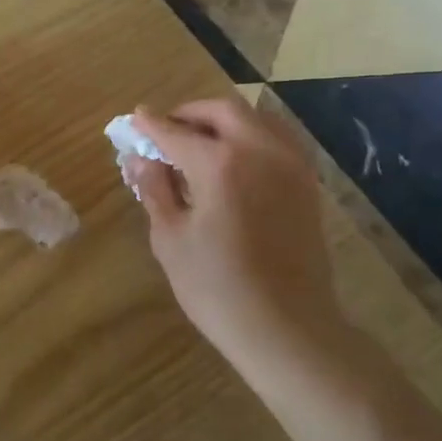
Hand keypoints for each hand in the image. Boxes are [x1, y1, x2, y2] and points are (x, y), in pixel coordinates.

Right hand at [125, 98, 346, 360]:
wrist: (287, 328)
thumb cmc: (217, 288)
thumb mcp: (171, 239)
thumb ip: (155, 190)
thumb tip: (139, 160)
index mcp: (221, 164)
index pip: (176, 133)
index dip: (151, 126)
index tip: (134, 119)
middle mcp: (260, 151)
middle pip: (223, 111)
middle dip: (190, 114)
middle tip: (166, 130)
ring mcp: (290, 165)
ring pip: (256, 119)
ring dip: (223, 122)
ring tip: (198, 142)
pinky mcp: (306, 184)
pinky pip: (275, 141)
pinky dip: (249, 137)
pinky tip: (232, 161)